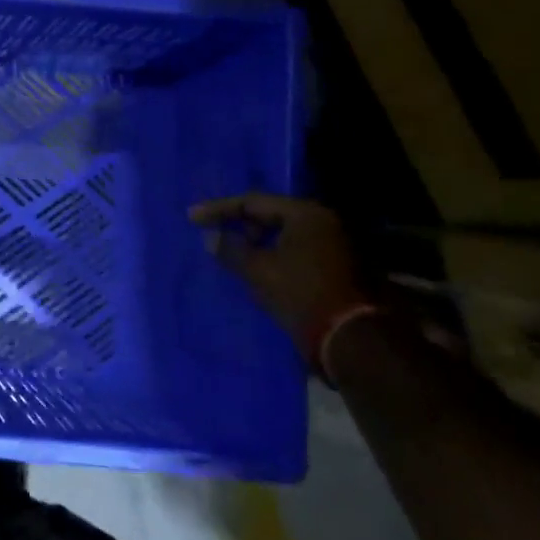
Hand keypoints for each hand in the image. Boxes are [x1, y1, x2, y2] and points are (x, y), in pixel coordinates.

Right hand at [189, 193, 370, 369]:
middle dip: (239, 223)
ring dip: (256, 239)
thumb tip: (211, 237)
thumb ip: (230, 249)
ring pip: (283, 232)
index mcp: (305, 214)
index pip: (252, 202)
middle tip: (215, 234)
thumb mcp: (257, 270)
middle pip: (270, 213)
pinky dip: (272, 251)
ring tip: (232, 251)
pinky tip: (255, 264)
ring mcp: (332, 242)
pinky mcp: (335, 263)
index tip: (193, 218)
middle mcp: (322, 221)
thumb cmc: (299, 293)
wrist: (347, 336)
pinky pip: (294, 247)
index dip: (219, 209)